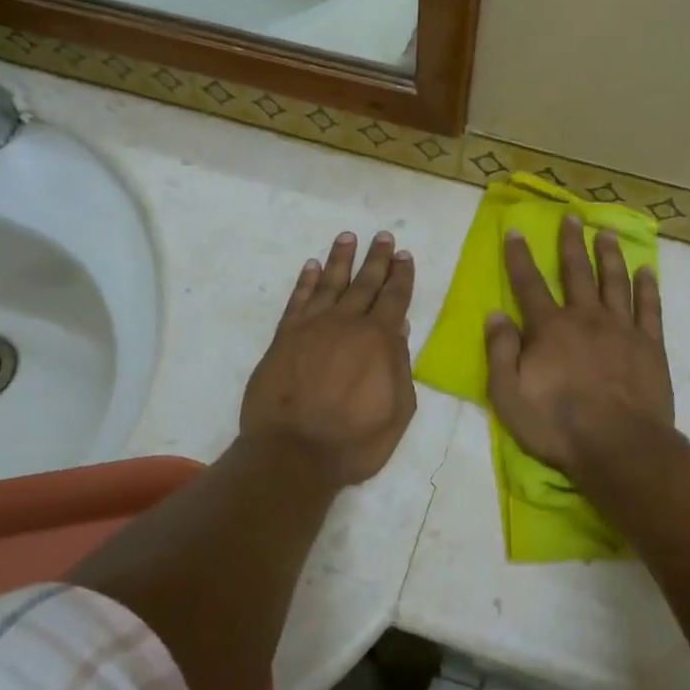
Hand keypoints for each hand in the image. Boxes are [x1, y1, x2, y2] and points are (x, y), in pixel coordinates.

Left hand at [240, 230, 417, 488]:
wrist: (293, 453)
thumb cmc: (354, 440)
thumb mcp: (397, 410)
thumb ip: (400, 366)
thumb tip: (399, 330)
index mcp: (379, 339)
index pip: (395, 298)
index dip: (401, 276)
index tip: (405, 255)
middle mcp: (347, 323)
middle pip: (365, 283)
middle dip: (376, 259)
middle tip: (383, 236)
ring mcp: (312, 327)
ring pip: (330, 283)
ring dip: (340, 259)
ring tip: (347, 237)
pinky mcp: (284, 337)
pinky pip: (298, 300)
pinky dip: (306, 281)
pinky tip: (311, 266)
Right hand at [485, 216, 673, 481]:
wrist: (619, 446)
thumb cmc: (557, 424)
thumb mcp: (508, 394)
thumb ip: (500, 351)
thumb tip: (495, 313)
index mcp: (549, 328)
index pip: (529, 284)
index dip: (519, 257)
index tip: (516, 231)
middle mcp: (586, 317)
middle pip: (577, 272)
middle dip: (571, 243)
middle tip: (571, 217)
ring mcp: (622, 329)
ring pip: (614, 281)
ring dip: (609, 255)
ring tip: (606, 233)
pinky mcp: (650, 345)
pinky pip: (650, 307)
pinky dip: (647, 287)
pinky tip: (646, 270)